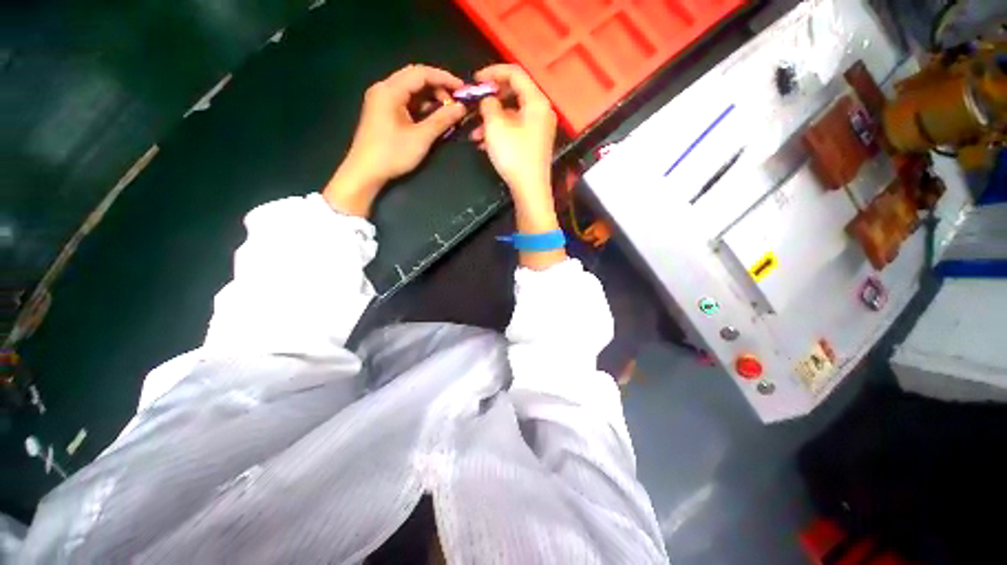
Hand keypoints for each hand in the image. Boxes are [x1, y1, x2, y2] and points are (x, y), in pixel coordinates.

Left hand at [324, 65, 466, 215]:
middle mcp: (384, 89)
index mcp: (390, 90)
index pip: (421, 73)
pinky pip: (405, 102)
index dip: (444, 78)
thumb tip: (461, 108)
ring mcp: (382, 100)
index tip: (463, 89)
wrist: (366, 172)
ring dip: (430, 98)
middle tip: (455, 102)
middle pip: (415, 78)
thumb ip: (442, 120)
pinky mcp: (383, 112)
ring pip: (410, 90)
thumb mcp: (421, 137)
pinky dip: (421, 107)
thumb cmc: (392, 154)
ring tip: (447, 111)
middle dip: (438, 88)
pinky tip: (433, 117)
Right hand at [471, 64, 556, 204]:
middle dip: (491, 100)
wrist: (530, 189)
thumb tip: (488, 100)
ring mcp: (539, 129)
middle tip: (475, 105)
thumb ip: (489, 104)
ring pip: (512, 115)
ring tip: (474, 134)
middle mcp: (541, 112)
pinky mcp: (534, 144)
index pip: (515, 74)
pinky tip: (484, 144)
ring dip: (491, 121)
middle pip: (514, 94)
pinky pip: (515, 130)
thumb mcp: (496, 126)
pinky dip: (500, 133)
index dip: (493, 72)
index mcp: (536, 101)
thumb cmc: (514, 155)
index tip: (475, 80)